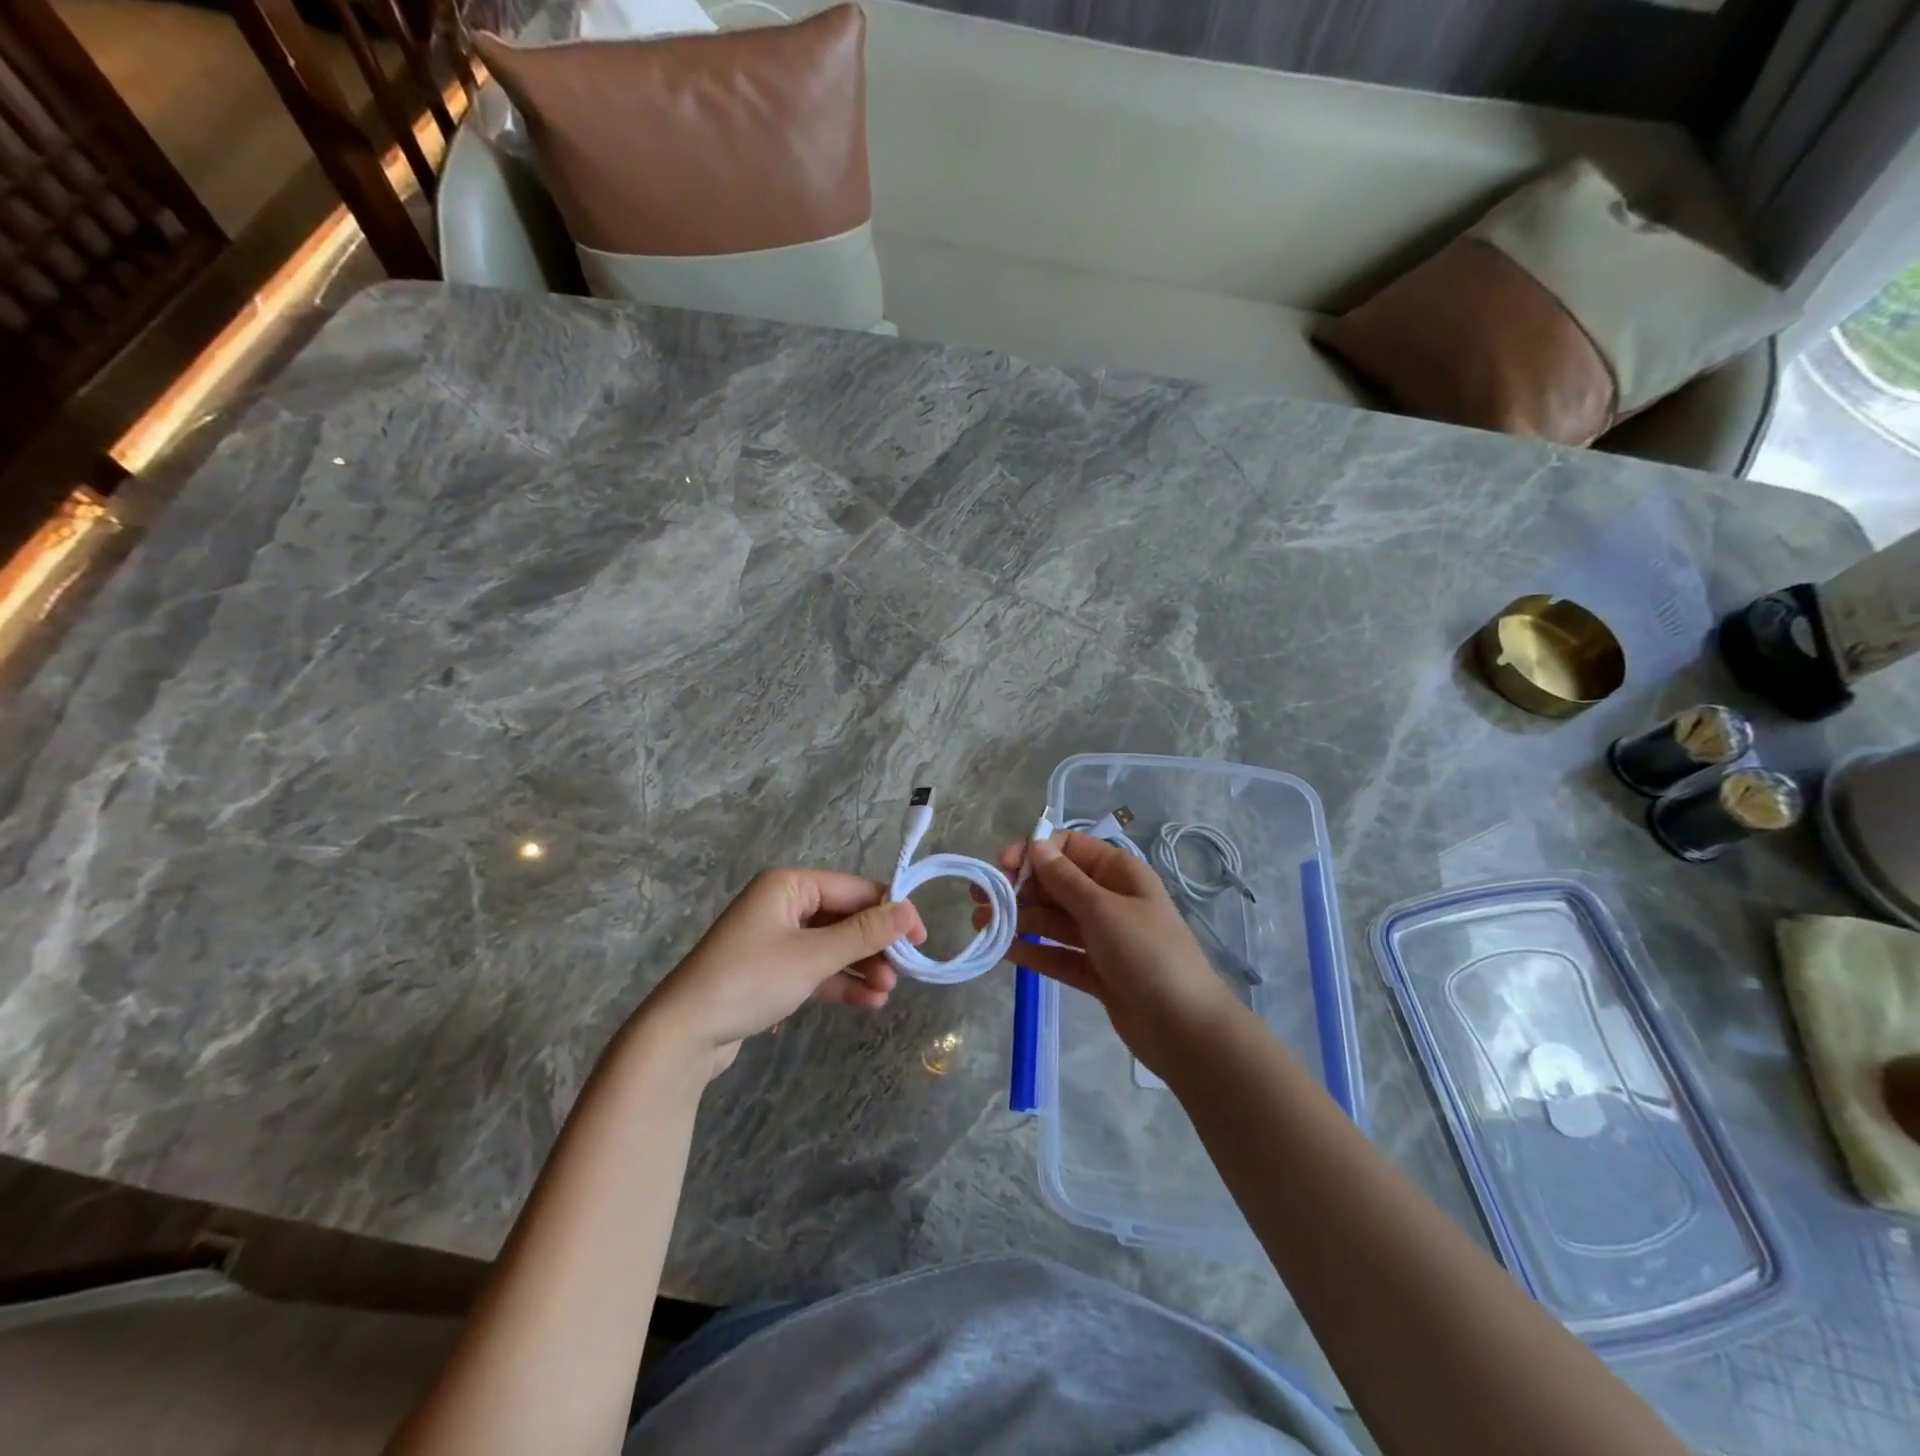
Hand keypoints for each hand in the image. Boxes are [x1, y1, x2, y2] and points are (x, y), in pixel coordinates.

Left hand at [640, 869, 925, 1080]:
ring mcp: (775, 938)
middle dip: (874, 944)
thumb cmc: (749, 981)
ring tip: (887, 991)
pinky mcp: (771, 970)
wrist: (682, 1035)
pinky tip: (868, 1001)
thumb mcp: (813, 956)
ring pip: (832, 945)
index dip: (890, 911)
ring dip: (861, 965)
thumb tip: (910, 911)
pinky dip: (840, 981)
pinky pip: (816, 967)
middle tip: (903, 971)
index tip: (920, 937)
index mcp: (788, 885)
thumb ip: (864, 933)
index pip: (853, 889)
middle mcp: (783, 904)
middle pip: (844, 917)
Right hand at [978, 832, 1244, 1077]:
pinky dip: (1034, 951)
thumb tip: (1036, 846)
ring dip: (1019, 919)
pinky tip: (1004, 951)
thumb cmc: (1147, 954)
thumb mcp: (1103, 910)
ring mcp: (1102, 937)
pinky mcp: (1096, 971)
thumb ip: (1065, 880)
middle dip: (1019, 888)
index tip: (1002, 867)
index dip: (1034, 853)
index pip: (1069, 848)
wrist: (1185, 1028)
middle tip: (979, 898)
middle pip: (1056, 884)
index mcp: (1119, 873)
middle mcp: (1109, 899)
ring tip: (982, 925)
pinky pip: (1058, 954)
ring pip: (1053, 920)